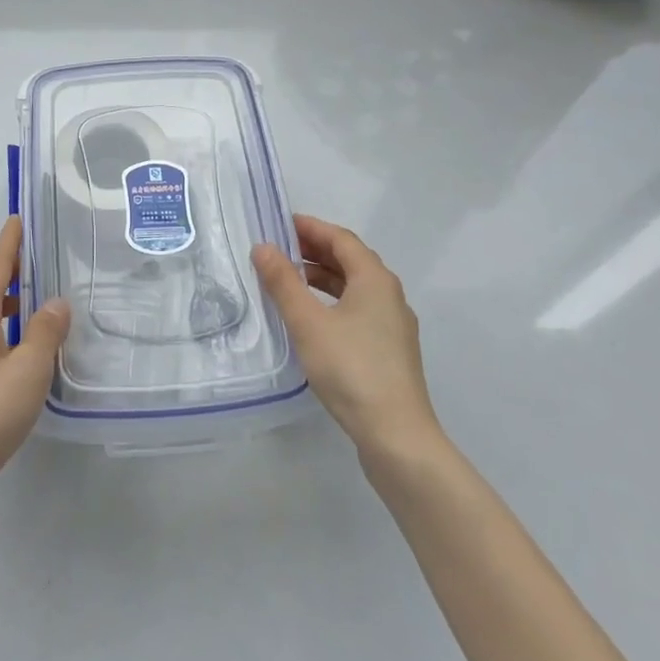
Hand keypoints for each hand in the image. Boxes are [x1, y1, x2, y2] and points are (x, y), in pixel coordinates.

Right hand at [252, 215, 441, 465]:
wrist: (397, 436)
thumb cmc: (351, 369)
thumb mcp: (308, 322)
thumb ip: (283, 282)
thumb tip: (262, 247)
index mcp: (375, 279)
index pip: (341, 238)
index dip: (310, 227)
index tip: (279, 224)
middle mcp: (389, 295)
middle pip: (350, 260)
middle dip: (314, 250)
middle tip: (278, 250)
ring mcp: (393, 325)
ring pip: (355, 287)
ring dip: (323, 278)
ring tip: (289, 281)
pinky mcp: (390, 351)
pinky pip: (358, 310)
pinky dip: (332, 302)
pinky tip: (312, 319)